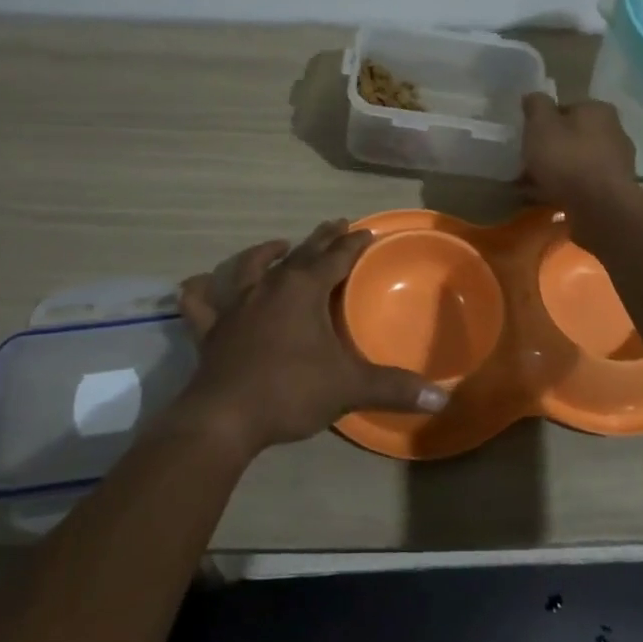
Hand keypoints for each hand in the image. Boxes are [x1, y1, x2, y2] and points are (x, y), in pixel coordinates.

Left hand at [173, 220, 447, 455]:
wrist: (225, 418)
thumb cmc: (290, 391)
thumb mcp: (348, 387)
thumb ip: (394, 388)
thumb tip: (443, 397)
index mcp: (303, 289)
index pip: (336, 257)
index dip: (354, 244)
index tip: (367, 231)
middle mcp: (269, 286)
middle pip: (300, 253)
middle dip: (321, 239)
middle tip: (335, 224)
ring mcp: (236, 305)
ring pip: (250, 266)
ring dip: (265, 253)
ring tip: (278, 246)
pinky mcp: (211, 328)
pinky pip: (201, 303)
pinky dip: (200, 291)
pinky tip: (199, 285)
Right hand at [520, 93, 638, 214]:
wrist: (600, 208)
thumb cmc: (568, 158)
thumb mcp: (541, 125)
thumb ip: (536, 106)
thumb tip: (534, 97)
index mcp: (598, 110)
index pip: (566, 108)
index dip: (544, 121)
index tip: (528, 137)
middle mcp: (614, 131)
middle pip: (572, 136)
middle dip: (551, 148)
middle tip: (528, 162)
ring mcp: (617, 163)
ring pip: (577, 162)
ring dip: (557, 171)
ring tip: (531, 185)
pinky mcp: (614, 191)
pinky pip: (583, 184)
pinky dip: (566, 189)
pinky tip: (547, 199)